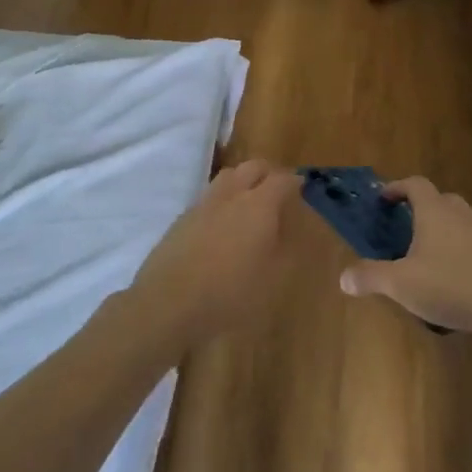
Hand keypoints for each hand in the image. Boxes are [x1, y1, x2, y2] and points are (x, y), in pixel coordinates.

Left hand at [129, 160, 298, 348]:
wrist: (168, 304)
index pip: (282, 179)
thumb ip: (286, 249)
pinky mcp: (182, 219)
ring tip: (250, 202)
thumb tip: (292, 230)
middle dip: (268, 173)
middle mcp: (231, 195)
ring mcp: (203, 204)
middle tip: (278, 190)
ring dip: (242, 182)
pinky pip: (208, 198)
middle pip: (252, 167)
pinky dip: (222, 201)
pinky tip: (222, 225)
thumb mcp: (273, 280)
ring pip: (227, 177)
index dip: (295, 182)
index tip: (302, 188)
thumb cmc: (230, 293)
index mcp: (259, 205)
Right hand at [338, 177, 471, 336]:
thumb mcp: (402, 284)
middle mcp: (460, 212)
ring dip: (441, 230)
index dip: (397, 188)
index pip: (414, 184)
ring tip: (426, 256)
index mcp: (434, 210)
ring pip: (457, 220)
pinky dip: (459, 249)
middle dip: (419, 210)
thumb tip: (343, 277)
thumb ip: (371, 277)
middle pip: (438, 200)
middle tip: (403, 229)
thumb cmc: (452, 285)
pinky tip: (453, 277)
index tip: (384, 199)